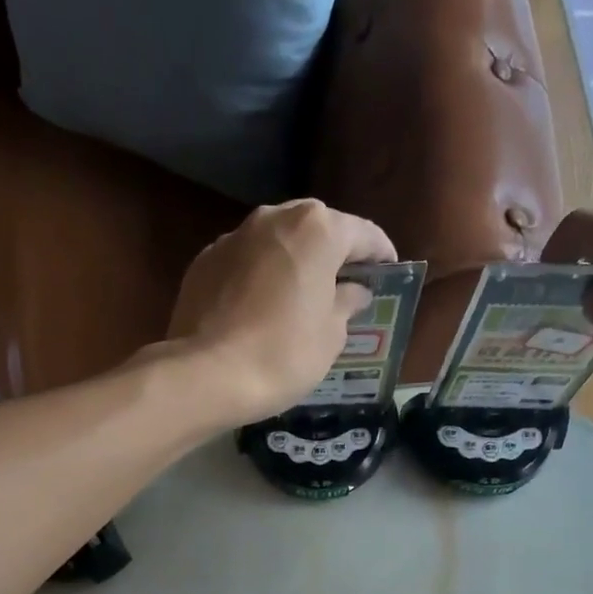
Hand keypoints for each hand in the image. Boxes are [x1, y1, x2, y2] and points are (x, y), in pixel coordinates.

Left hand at [166, 200, 395, 422]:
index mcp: (316, 229)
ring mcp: (233, 237)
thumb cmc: (282, 354)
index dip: (380, 255)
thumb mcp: (330, 336)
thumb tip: (353, 291)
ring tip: (300, 296)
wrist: (205, 375)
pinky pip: (244, 263)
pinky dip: (258, 277)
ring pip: (275, 243)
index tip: (388, 273)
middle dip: (332, 253)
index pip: (363, 234)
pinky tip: (260, 307)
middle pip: (315, 229)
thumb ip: (346, 304)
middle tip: (344, 285)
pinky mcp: (203, 262)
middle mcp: (273, 218)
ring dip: (292, 263)